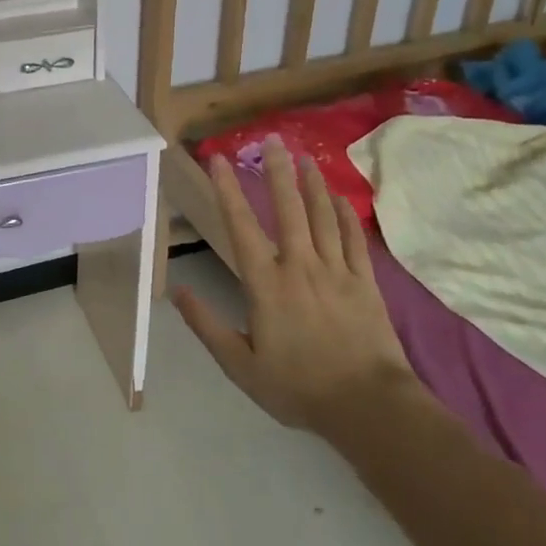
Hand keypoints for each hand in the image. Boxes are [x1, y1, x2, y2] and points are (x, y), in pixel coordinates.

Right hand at [172, 136, 412, 433]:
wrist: (368, 406)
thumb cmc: (298, 387)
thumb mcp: (240, 366)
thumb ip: (207, 326)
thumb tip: (178, 292)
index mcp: (266, 284)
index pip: (241, 227)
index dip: (227, 190)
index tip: (218, 160)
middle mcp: (300, 266)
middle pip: (288, 209)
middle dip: (277, 172)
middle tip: (272, 140)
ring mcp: (336, 271)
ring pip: (322, 217)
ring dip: (311, 184)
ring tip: (304, 158)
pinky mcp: (365, 282)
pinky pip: (353, 240)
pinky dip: (344, 215)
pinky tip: (339, 198)